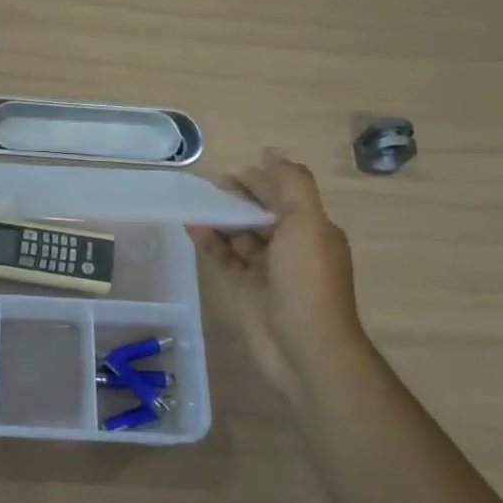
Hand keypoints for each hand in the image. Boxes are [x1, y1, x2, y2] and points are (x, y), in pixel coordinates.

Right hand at [187, 150, 361, 394]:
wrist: (305, 349)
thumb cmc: (307, 281)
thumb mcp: (307, 222)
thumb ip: (291, 184)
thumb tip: (271, 152)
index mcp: (312, 231)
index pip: (282, 195)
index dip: (258, 181)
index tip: (229, 173)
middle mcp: (291, 248)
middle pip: (259, 214)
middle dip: (236, 198)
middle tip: (205, 186)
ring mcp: (266, 271)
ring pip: (239, 235)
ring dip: (219, 218)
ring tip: (193, 201)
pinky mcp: (244, 290)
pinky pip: (223, 257)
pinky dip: (209, 241)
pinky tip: (190, 225)